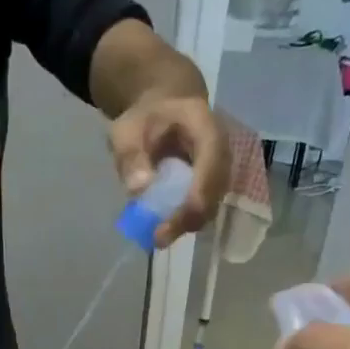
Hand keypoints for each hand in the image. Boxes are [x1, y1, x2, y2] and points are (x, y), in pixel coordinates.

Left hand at [109, 93, 229, 246]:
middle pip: (214, 191)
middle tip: (158, 238)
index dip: (196, 194)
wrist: (164, 110)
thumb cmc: (146, 118)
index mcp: (206, 127)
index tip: (174, 218)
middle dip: (188, 218)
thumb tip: (138, 188)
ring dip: (184, 225)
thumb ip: (130, 154)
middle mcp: (221, 152)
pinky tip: (161, 230)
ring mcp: (219, 173)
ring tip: (157, 238)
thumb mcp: (128, 129)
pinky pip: (201, 210)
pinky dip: (182, 222)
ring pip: (210, 206)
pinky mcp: (210, 189)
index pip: (212, 162)